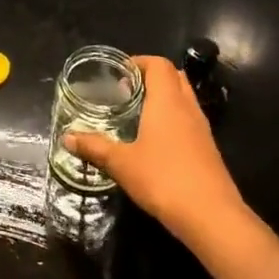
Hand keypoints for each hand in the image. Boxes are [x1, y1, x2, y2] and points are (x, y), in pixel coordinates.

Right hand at [65, 56, 254, 260]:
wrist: (211, 216)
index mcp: (167, 102)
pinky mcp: (208, 150)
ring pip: (183, 99)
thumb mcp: (121, 163)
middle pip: (174, 77)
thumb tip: (67, 137)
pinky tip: (154, 141)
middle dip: (151, 77)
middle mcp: (187, 108)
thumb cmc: (163, 179)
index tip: (118, 73)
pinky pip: (189, 120)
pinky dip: (172, 119)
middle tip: (126, 91)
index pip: (159, 65)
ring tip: (137, 114)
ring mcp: (202, 129)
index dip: (139, 62)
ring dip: (163, 98)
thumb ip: (94, 147)